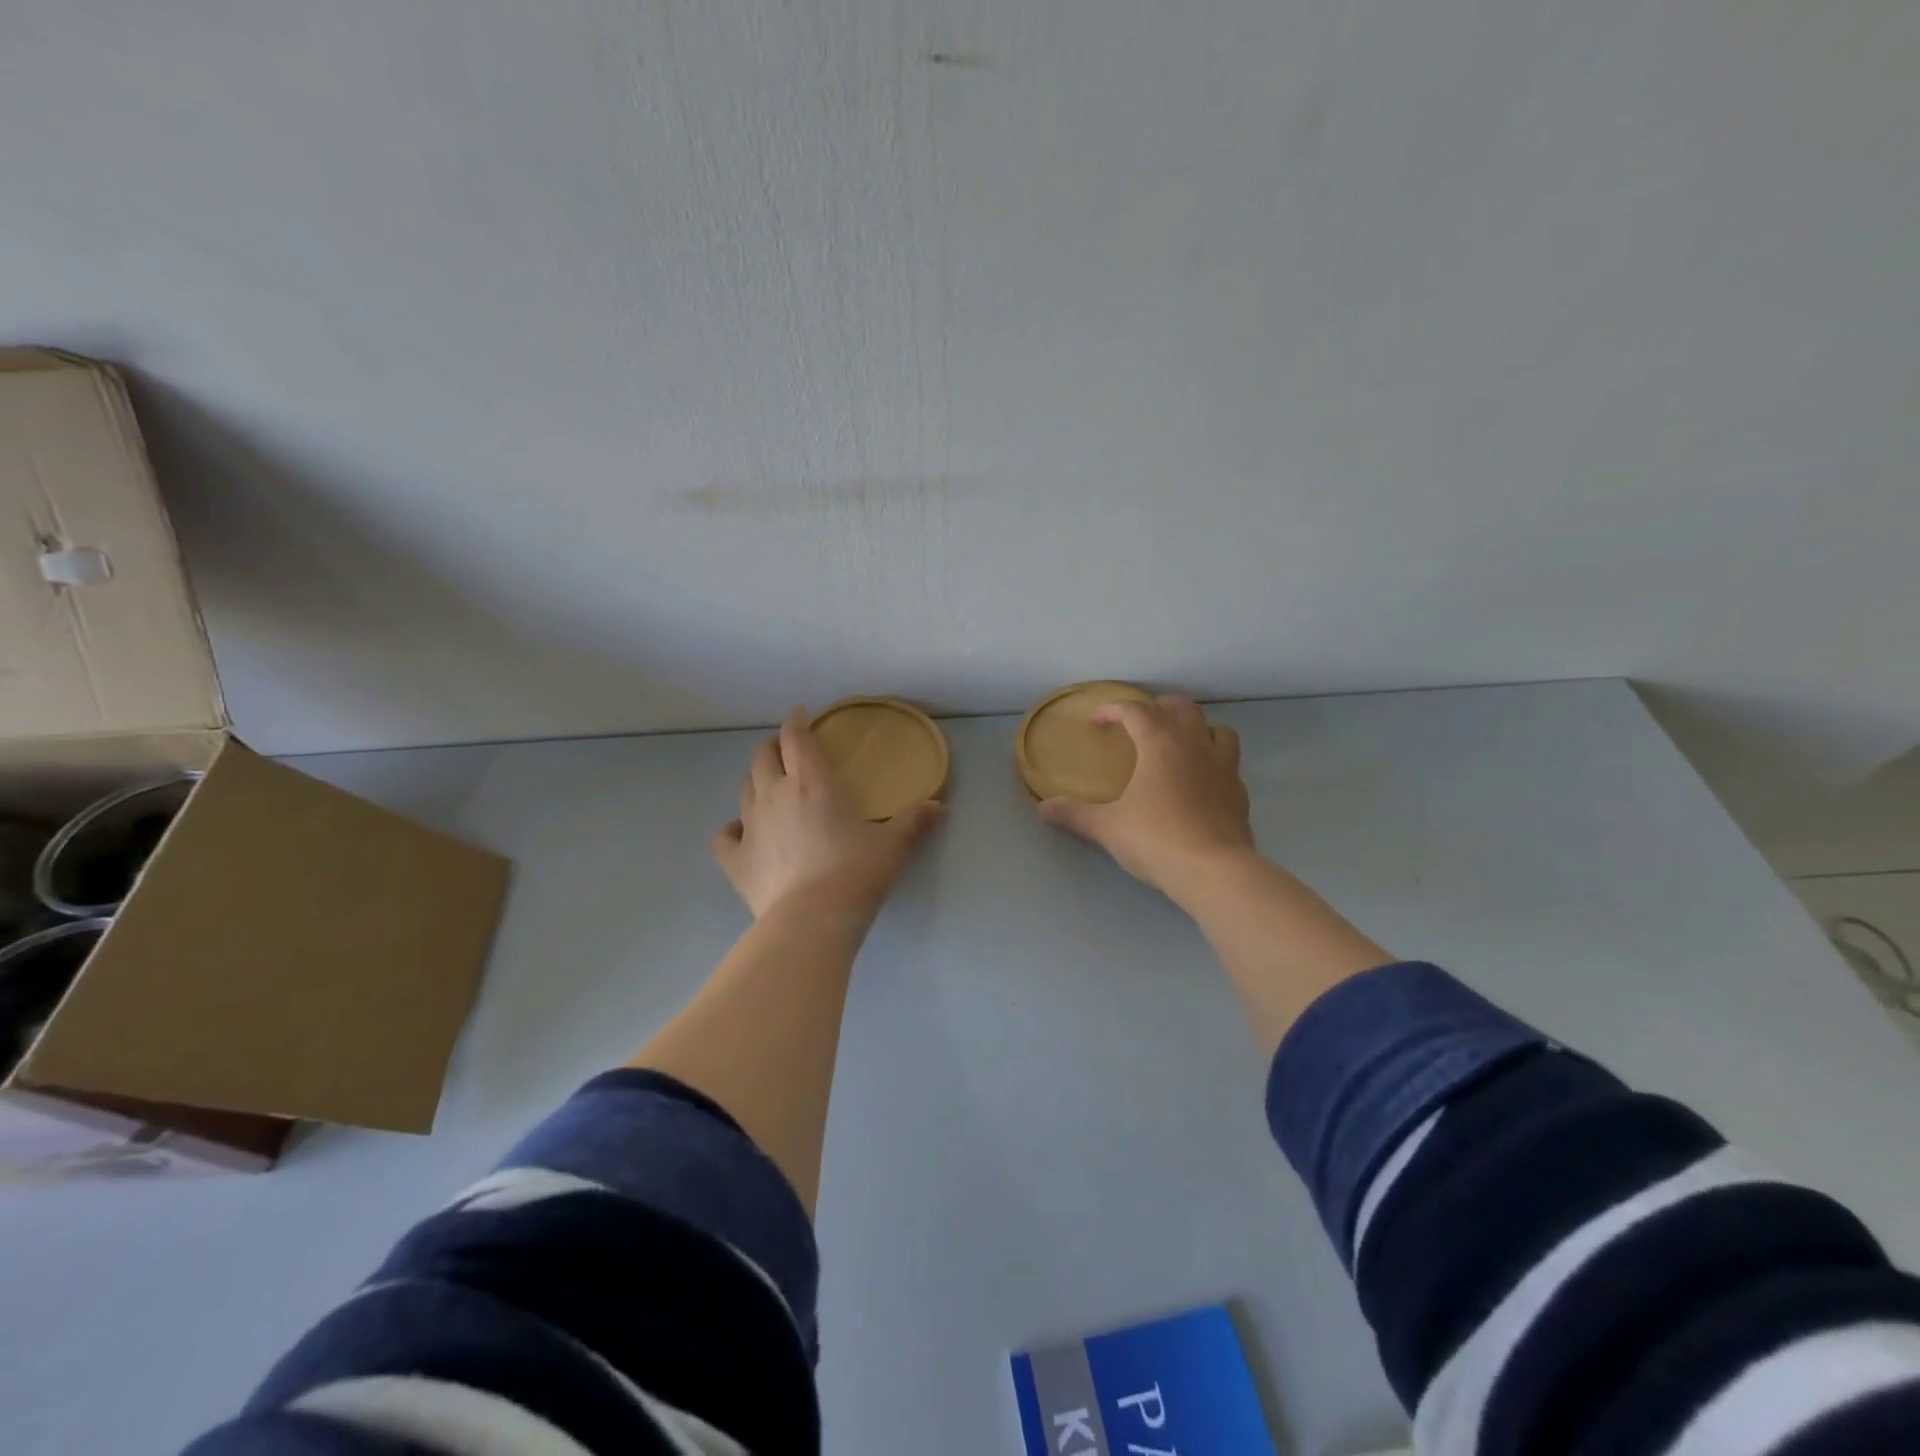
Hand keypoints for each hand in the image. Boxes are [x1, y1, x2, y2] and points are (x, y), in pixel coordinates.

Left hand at [715, 707, 945, 920]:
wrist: (812, 920)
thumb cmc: (855, 873)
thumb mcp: (892, 845)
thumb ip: (914, 821)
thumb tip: (941, 807)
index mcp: (812, 783)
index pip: (795, 738)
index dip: (796, 721)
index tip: (800, 713)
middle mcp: (774, 795)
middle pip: (762, 757)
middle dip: (771, 746)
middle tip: (784, 749)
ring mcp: (750, 827)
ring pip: (743, 789)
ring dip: (755, 780)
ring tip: (768, 786)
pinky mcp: (735, 860)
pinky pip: (725, 835)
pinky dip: (732, 828)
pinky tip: (741, 832)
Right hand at [1038, 695, 1253, 904]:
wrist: (1213, 871)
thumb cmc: (1155, 839)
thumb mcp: (1107, 827)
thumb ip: (1075, 814)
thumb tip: (1043, 808)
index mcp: (1159, 744)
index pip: (1136, 710)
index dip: (1114, 709)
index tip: (1098, 720)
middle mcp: (1194, 746)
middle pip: (1181, 708)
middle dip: (1159, 707)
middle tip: (1141, 721)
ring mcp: (1223, 768)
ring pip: (1216, 729)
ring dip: (1198, 728)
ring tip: (1181, 742)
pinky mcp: (1240, 793)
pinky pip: (1230, 764)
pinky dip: (1215, 762)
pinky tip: (1203, 780)